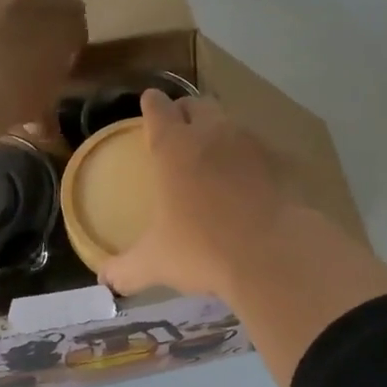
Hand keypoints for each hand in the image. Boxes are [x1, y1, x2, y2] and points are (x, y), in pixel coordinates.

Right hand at [99, 91, 300, 298]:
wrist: (272, 254)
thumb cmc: (202, 250)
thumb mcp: (155, 263)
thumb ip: (126, 269)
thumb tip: (106, 280)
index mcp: (173, 147)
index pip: (158, 108)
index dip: (152, 105)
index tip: (150, 105)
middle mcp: (211, 134)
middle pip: (197, 105)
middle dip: (186, 113)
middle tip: (180, 132)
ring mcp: (250, 144)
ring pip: (230, 123)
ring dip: (219, 131)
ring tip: (214, 157)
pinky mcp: (280, 162)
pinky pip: (258, 150)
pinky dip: (248, 159)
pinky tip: (247, 182)